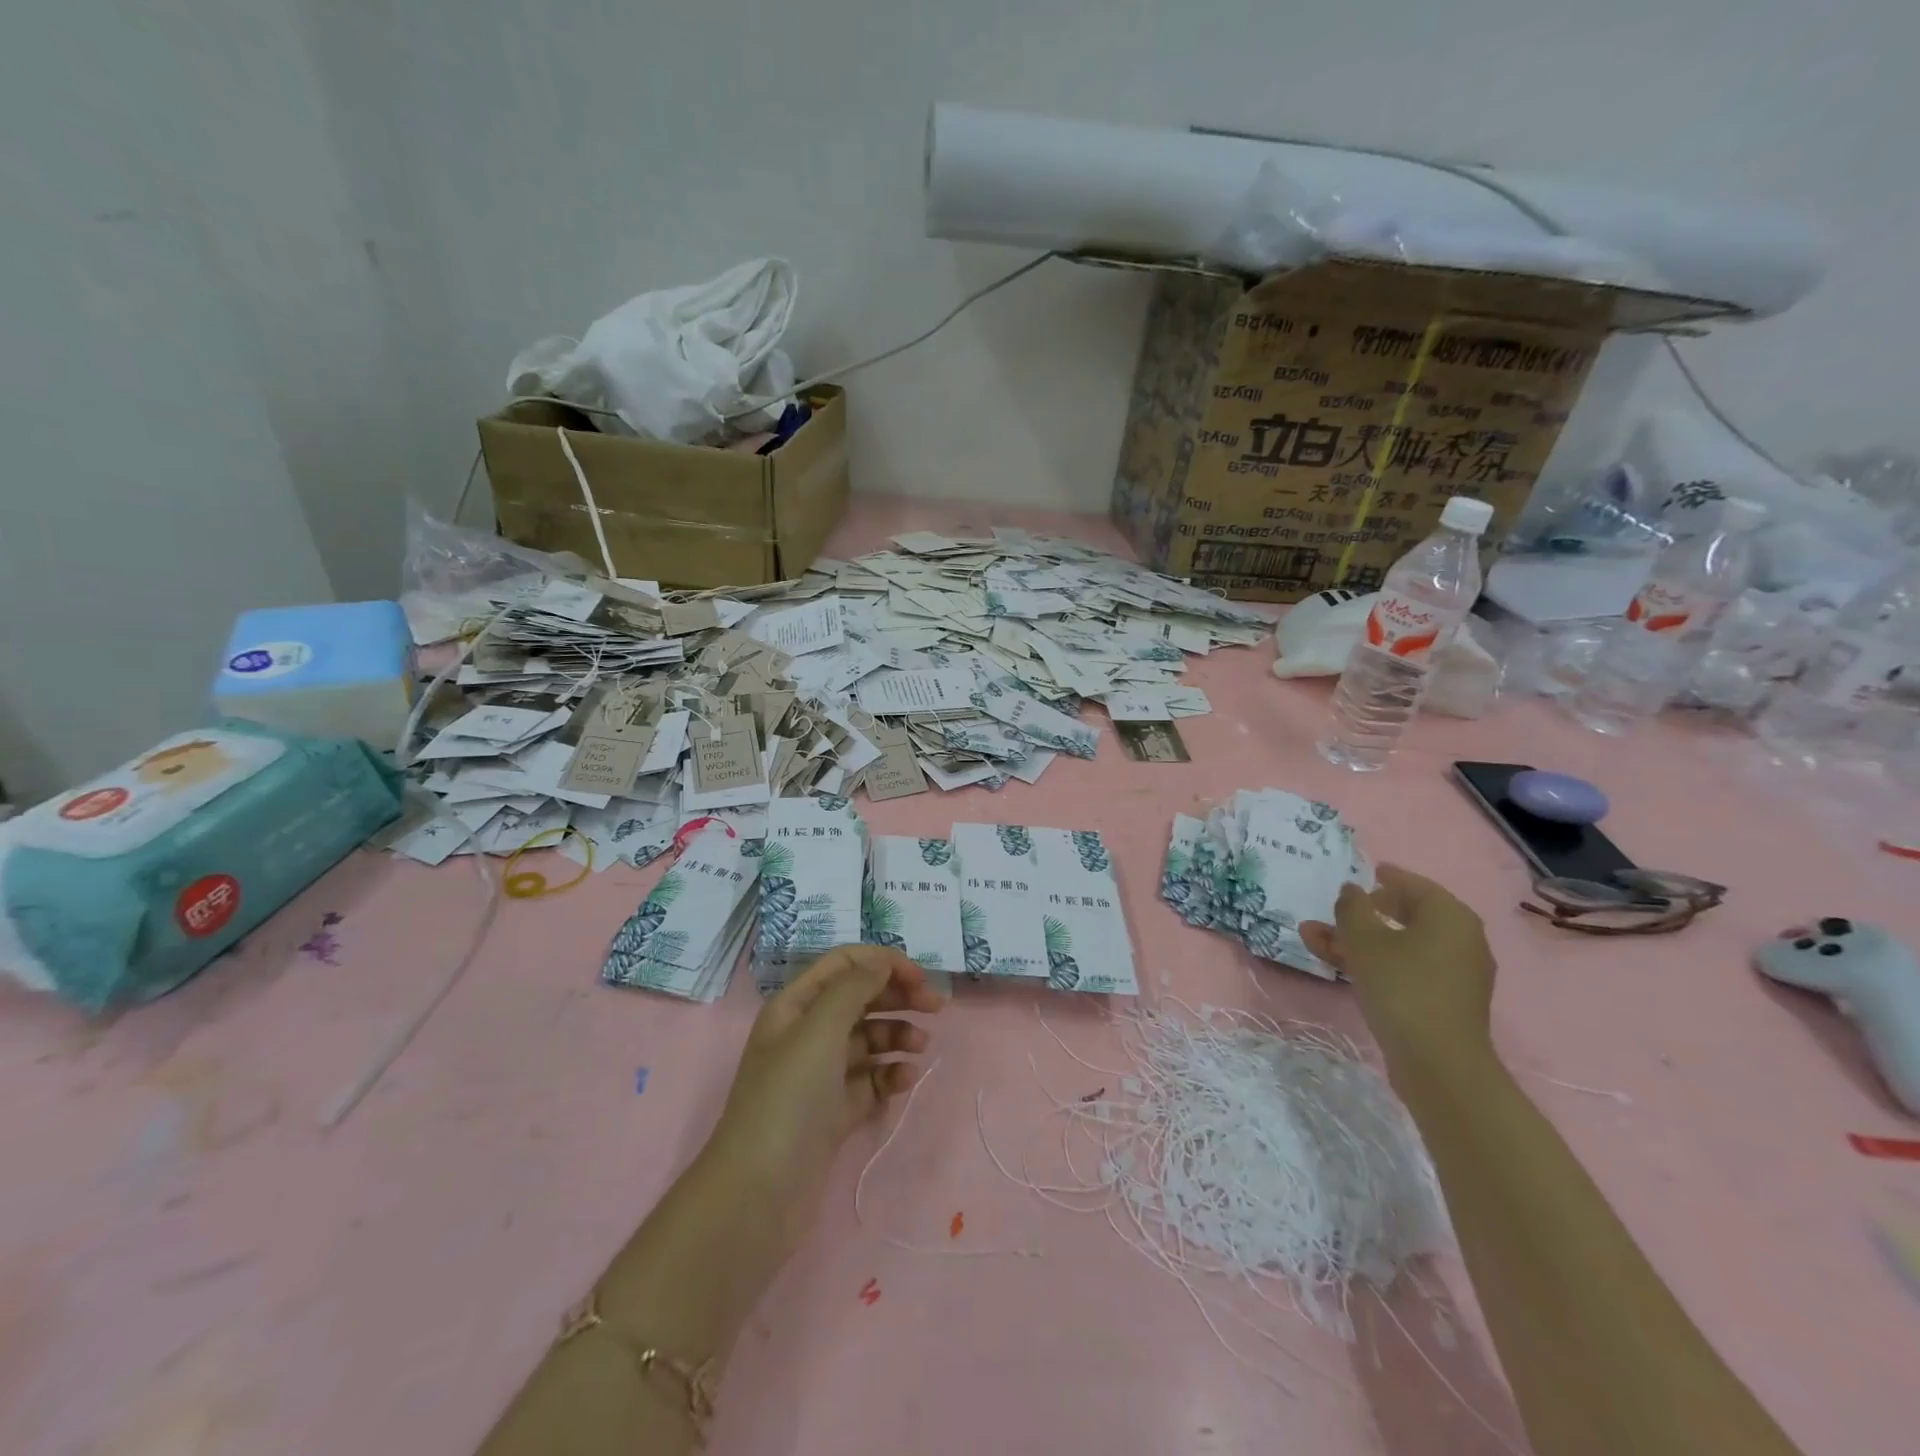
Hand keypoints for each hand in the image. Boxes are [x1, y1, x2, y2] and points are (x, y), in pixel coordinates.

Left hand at [704, 945, 944, 1259]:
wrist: (759, 1195)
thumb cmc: (787, 1100)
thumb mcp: (819, 1030)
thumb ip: (854, 988)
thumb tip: (882, 965)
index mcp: (795, 1006)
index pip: (844, 964)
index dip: (882, 963)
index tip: (919, 978)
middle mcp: (806, 1035)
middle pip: (860, 998)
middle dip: (898, 997)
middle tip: (937, 1007)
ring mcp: (820, 1076)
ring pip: (869, 1040)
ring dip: (897, 1036)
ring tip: (920, 1049)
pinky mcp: (834, 1113)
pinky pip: (870, 1081)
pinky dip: (890, 1075)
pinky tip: (905, 1082)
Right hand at [1301, 864, 1496, 1071]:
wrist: (1437, 1063)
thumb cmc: (1402, 986)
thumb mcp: (1364, 939)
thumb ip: (1352, 908)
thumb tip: (1351, 890)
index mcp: (1449, 916)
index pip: (1415, 885)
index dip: (1387, 877)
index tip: (1367, 872)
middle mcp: (1460, 940)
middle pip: (1406, 915)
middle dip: (1363, 912)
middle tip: (1336, 908)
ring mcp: (1453, 973)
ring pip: (1398, 945)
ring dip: (1356, 939)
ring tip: (1312, 937)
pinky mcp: (1442, 1001)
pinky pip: (1404, 968)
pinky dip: (1374, 961)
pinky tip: (1337, 964)